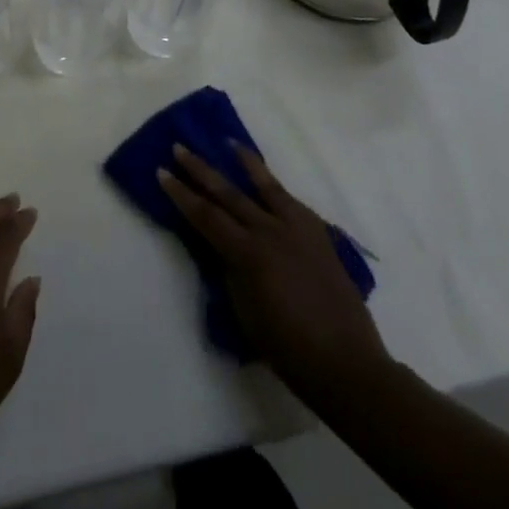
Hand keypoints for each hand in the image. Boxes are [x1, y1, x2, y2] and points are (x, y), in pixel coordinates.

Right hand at [158, 144, 388, 396]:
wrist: (347, 364)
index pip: (205, 214)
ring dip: (245, 163)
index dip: (180, 193)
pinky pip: (292, 202)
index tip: (161, 172)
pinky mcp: (319, 236)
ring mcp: (298, 230)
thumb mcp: (243, 309)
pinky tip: (268, 182)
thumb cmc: (287, 347)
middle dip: (200, 169)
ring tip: (229, 143)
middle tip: (179, 147)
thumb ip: (229, 269)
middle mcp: (271, 232)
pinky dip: (275, 187)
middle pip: (228, 192)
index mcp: (248, 253)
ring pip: (266, 186)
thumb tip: (220, 243)